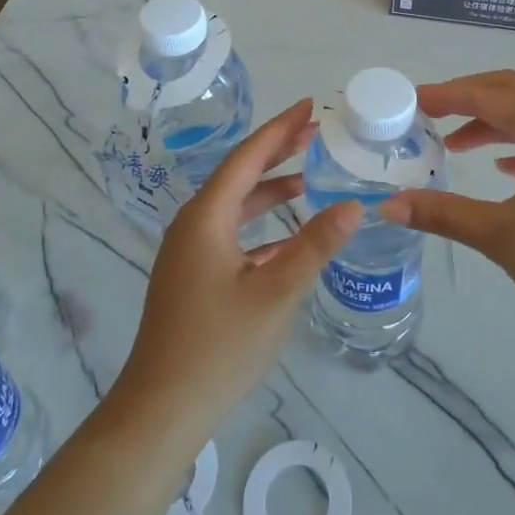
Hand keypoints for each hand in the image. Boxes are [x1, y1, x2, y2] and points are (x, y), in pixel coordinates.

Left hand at [107, 99, 359, 450]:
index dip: (280, 128)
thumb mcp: (276, 292)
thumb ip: (315, 246)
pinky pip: (233, 235)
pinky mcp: (194, 277)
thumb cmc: (219, 346)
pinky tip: (289, 236)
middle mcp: (193, 224)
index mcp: (206, 217)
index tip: (310, 106)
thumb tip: (353, 205)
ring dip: (271, 190)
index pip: (248, 157)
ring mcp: (190, 252)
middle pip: (240, 175)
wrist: (162, 409)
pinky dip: (262, 226)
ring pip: (237, 206)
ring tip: (310, 177)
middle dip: (278, 152)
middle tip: (316, 131)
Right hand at [379, 70, 514, 331]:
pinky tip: (507, 171)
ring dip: (493, 122)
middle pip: (512, 91)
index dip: (445, 94)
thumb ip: (445, 214)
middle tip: (430, 115)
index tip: (410, 101)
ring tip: (457, 146)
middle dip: (468, 98)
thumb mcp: (503, 237)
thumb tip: (389, 205)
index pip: (487, 94)